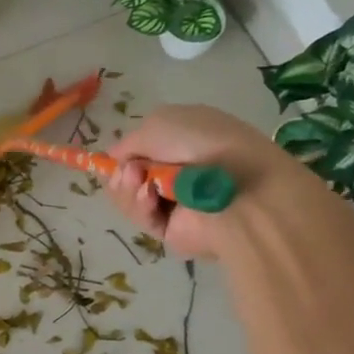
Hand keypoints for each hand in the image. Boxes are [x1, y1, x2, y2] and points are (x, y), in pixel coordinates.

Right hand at [104, 105, 283, 259]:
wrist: (238, 186)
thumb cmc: (202, 143)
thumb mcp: (157, 124)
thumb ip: (128, 142)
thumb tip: (114, 159)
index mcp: (183, 140)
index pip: (143, 149)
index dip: (125, 153)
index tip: (115, 157)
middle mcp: (179, 170)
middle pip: (130, 175)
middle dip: (121, 172)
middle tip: (130, 170)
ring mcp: (176, 201)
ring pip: (129, 197)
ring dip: (126, 187)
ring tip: (138, 181)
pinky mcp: (173, 230)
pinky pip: (142, 218)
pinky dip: (139, 205)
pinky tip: (148, 196)